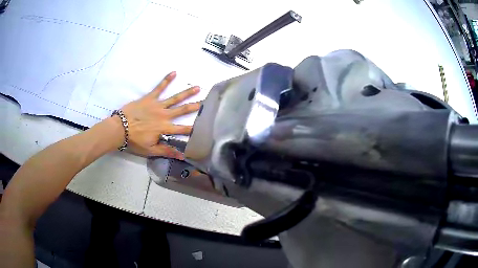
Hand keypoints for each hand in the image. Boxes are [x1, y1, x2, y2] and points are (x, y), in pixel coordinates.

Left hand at [119, 71, 200, 158]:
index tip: (204, 127)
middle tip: (206, 102)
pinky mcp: (150, 98)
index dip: (193, 129)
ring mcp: (157, 105)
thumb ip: (166, 151)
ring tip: (197, 87)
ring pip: (175, 98)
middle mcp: (164, 115)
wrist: (120, 128)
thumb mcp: (150, 150)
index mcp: (164, 128)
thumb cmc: (135, 140)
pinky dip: (166, 80)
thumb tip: (182, 156)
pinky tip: (174, 72)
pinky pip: (159, 88)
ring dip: (186, 93)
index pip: (182, 130)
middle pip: (182, 110)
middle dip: (195, 106)